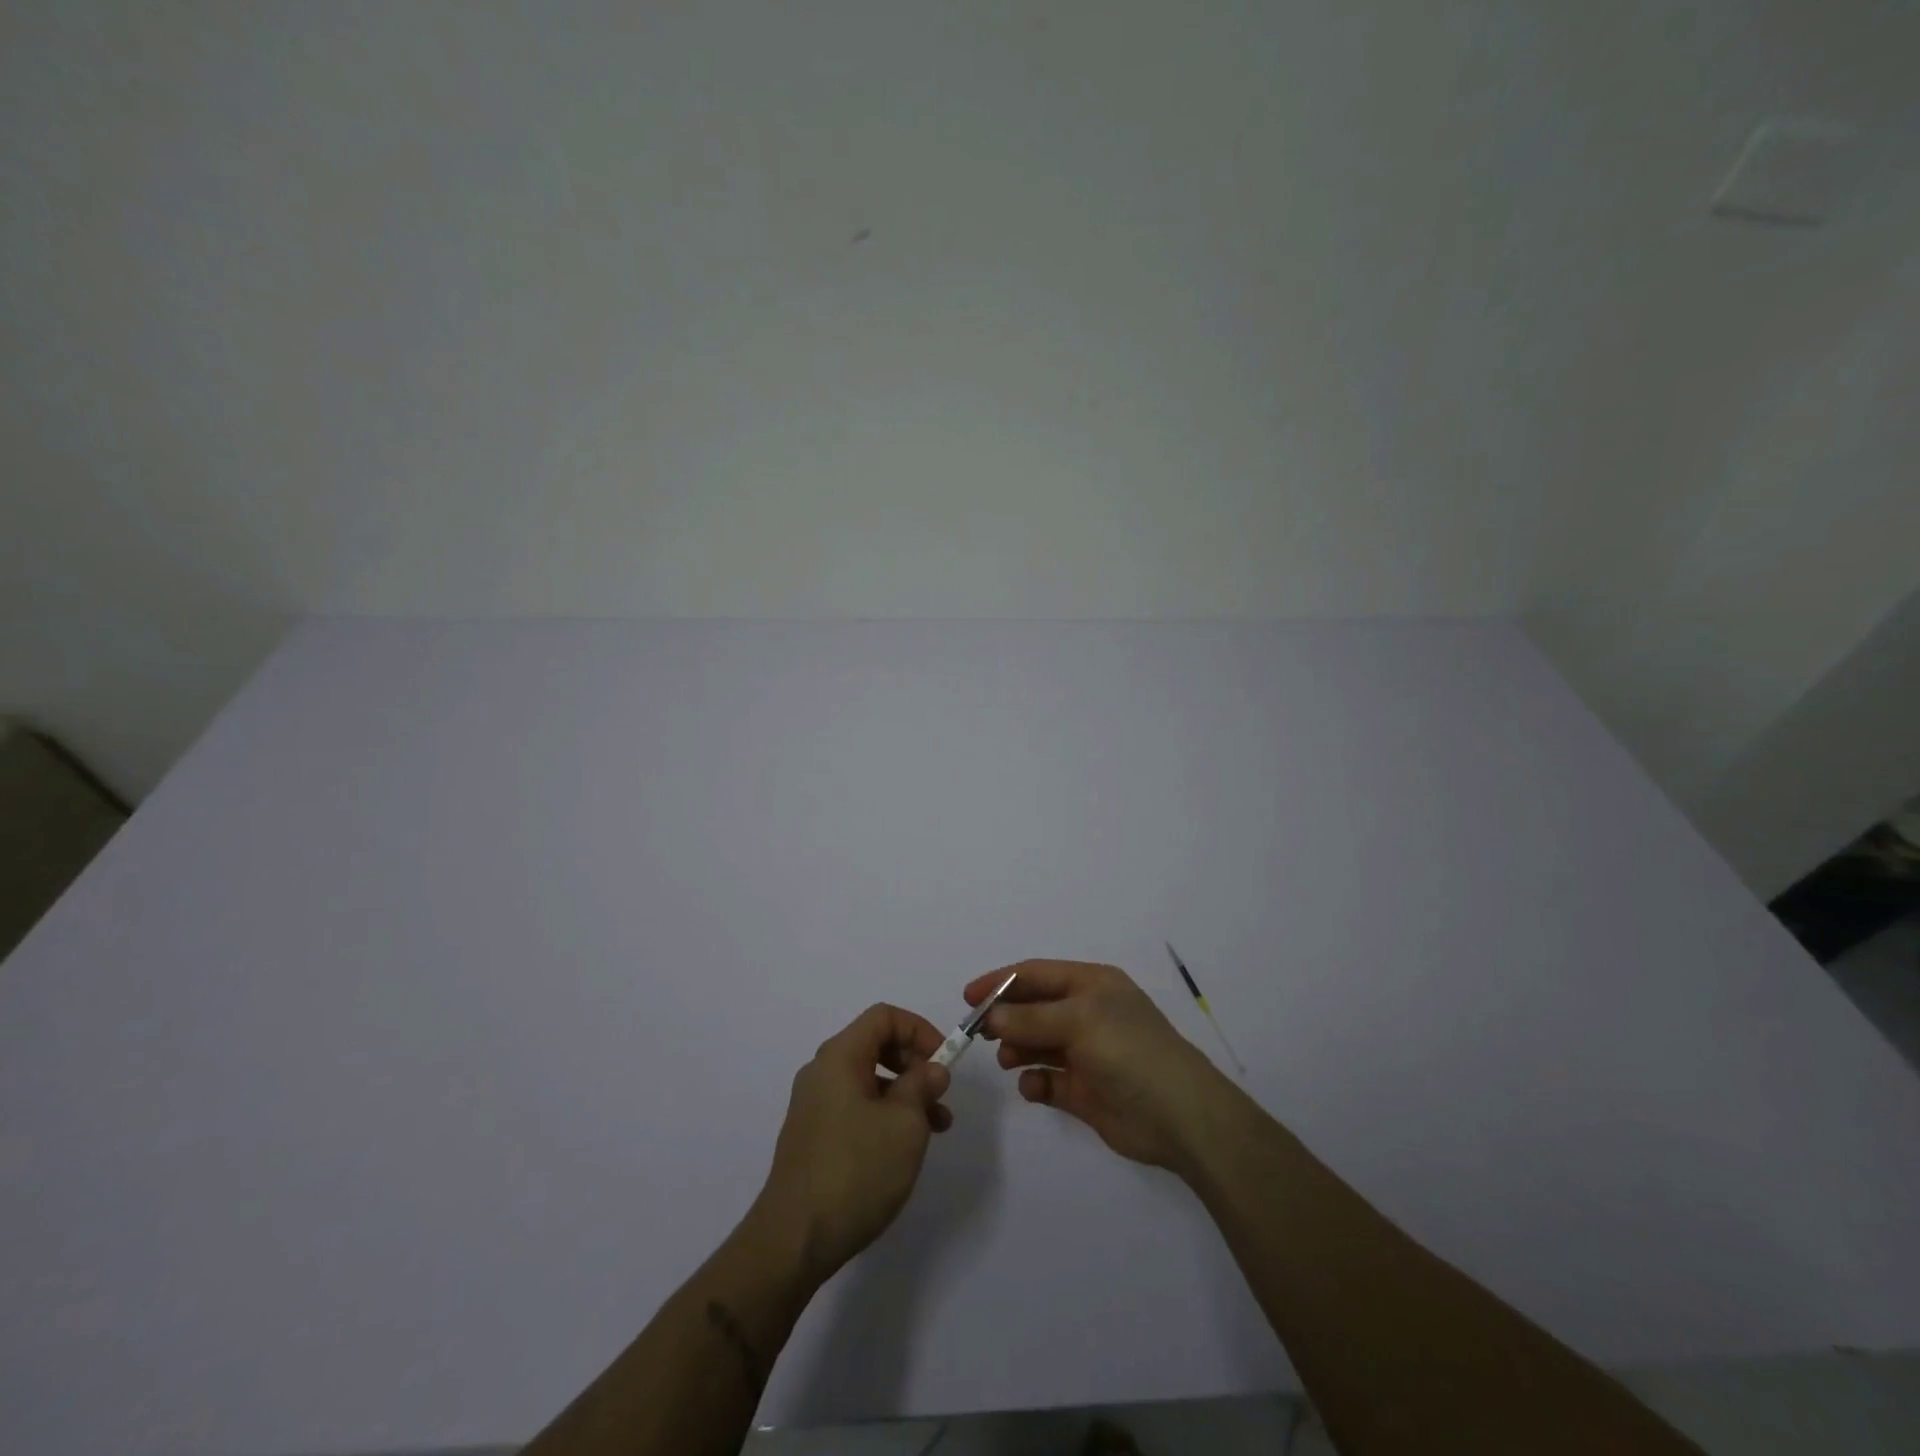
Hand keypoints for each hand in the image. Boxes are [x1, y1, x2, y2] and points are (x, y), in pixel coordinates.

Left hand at [752, 1003, 952, 1282]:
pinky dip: (885, 1115)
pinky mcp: (813, 1137)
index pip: (884, 1017)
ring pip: (869, 1080)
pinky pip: (856, 1107)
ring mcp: (814, 1106)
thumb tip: (932, 1069)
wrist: (793, 1240)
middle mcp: (822, 1072)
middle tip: (941, 1094)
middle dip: (915, 1064)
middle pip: (875, 1045)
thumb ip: (922, 1086)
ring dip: (905, 1094)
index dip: (919, 1029)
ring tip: (937, 1128)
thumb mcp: (904, 1124)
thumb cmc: (855, 1170)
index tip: (944, 1060)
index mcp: (839, 1056)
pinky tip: (904, 1149)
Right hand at [964, 959, 1228, 1171]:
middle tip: (977, 1032)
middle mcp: (1087, 1014)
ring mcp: (1086, 1053)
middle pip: (1034, 1008)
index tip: (968, 996)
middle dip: (1006, 1016)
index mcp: (1092, 985)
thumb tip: (991, 1016)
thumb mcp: (1079, 1021)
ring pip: (1037, 1044)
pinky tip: (1032, 1086)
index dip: (1001, 981)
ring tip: (1005, 1059)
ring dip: (1017, 1048)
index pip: (1037, 974)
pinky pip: (1048, 1080)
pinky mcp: (1084, 1090)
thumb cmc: (1129, 1051)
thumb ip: (1030, 1018)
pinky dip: (1035, 1081)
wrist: (1179, 1116)